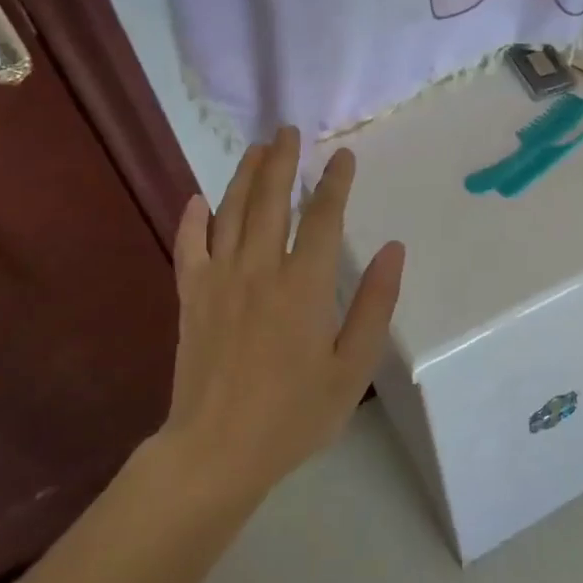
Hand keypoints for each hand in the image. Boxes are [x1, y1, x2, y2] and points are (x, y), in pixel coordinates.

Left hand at [159, 128, 404, 505]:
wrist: (216, 451)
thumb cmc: (294, 414)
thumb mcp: (352, 367)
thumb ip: (373, 305)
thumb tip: (394, 250)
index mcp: (303, 286)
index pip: (322, 218)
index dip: (335, 183)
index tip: (343, 156)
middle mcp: (259, 270)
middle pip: (271, 201)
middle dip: (282, 161)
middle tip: (289, 131)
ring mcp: (219, 281)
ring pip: (230, 213)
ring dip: (244, 176)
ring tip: (257, 149)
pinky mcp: (191, 299)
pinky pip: (189, 247)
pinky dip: (192, 219)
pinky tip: (198, 199)